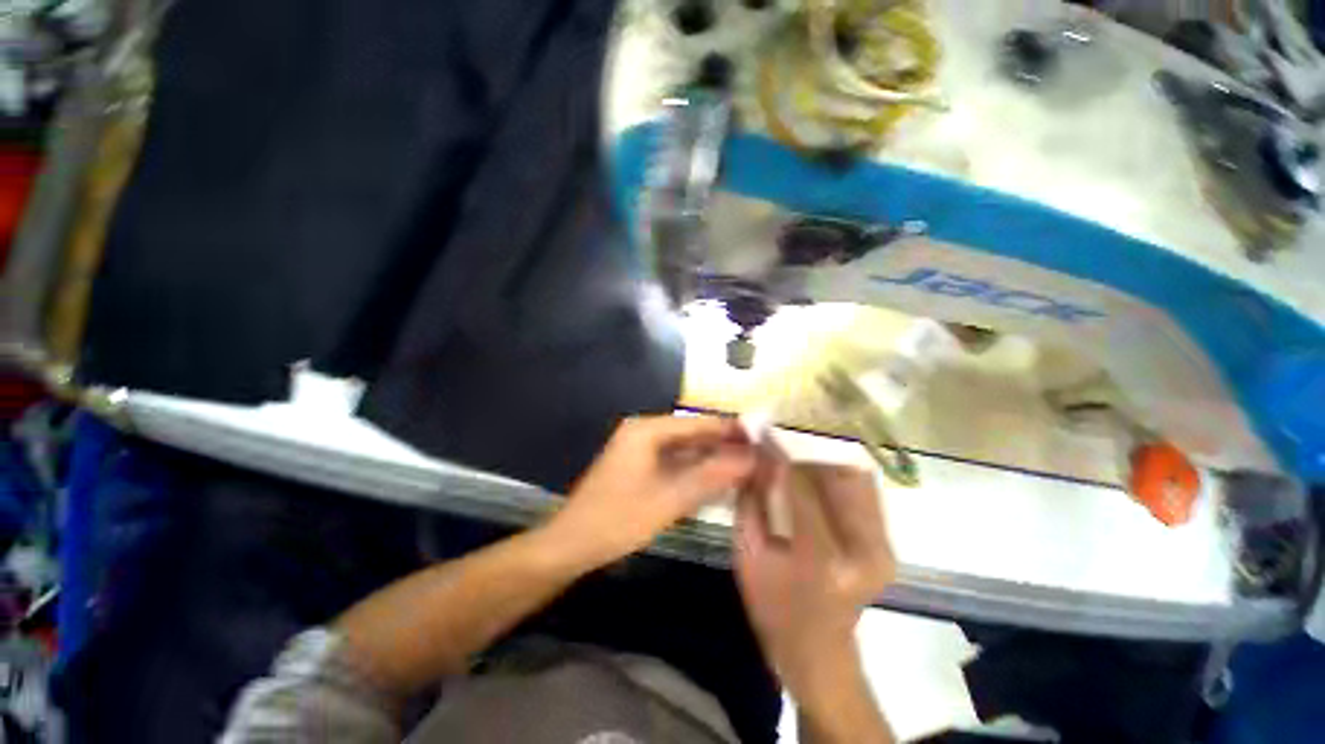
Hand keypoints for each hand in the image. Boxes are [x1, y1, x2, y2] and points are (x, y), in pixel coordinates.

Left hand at [547, 415, 755, 567]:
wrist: (571, 544)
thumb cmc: (618, 519)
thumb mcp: (670, 499)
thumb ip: (711, 476)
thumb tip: (750, 459)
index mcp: (647, 430)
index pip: (697, 423)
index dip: (729, 429)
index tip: (761, 437)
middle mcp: (643, 432)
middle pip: (691, 434)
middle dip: (722, 445)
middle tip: (757, 456)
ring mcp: (639, 449)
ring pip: (683, 449)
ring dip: (710, 458)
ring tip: (744, 467)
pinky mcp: (638, 466)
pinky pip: (673, 462)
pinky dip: (694, 470)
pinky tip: (715, 480)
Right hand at [733, 443, 895, 708]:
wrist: (819, 651)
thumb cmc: (773, 607)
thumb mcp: (747, 553)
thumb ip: (751, 500)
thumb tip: (755, 457)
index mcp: (822, 559)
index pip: (800, 486)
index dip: (779, 455)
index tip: (762, 434)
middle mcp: (864, 550)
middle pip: (837, 474)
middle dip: (805, 449)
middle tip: (780, 439)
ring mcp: (884, 547)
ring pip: (856, 476)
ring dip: (823, 458)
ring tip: (796, 452)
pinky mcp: (888, 544)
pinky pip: (864, 490)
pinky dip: (839, 472)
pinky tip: (816, 470)